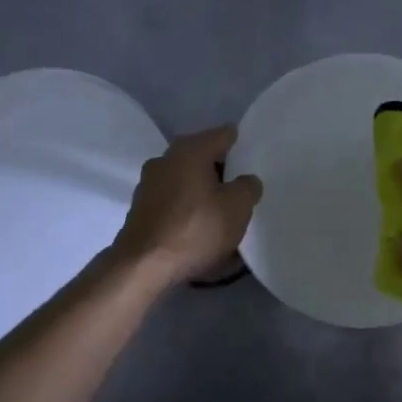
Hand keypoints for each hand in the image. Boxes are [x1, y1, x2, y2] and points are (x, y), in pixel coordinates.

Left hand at [112, 126, 262, 287]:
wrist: (143, 266)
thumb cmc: (195, 229)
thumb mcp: (237, 207)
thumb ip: (248, 187)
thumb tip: (246, 180)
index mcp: (190, 150)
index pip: (224, 135)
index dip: (244, 145)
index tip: (258, 161)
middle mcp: (166, 159)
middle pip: (204, 158)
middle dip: (225, 173)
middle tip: (246, 190)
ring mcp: (150, 184)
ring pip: (189, 182)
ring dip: (207, 194)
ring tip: (227, 214)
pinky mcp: (142, 209)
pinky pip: (176, 203)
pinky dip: (191, 212)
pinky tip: (204, 231)